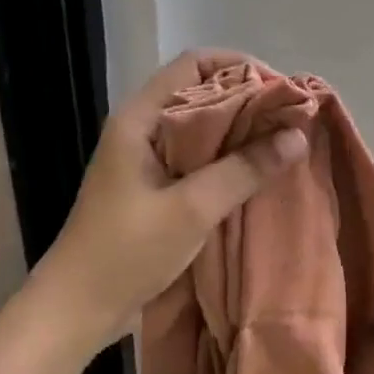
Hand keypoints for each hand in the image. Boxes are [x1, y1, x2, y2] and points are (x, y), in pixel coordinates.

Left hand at [30, 51, 306, 352]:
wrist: (76, 309)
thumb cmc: (126, 251)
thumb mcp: (191, 209)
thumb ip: (244, 170)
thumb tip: (297, 136)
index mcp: (140, 118)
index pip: (194, 64)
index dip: (241, 67)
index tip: (282, 91)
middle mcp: (143, 129)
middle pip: (202, 93)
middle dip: (250, 101)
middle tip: (292, 121)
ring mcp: (147, 159)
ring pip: (203, 128)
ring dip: (242, 133)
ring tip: (284, 145)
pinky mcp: (155, 187)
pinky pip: (199, 159)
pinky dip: (229, 160)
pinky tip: (258, 175)